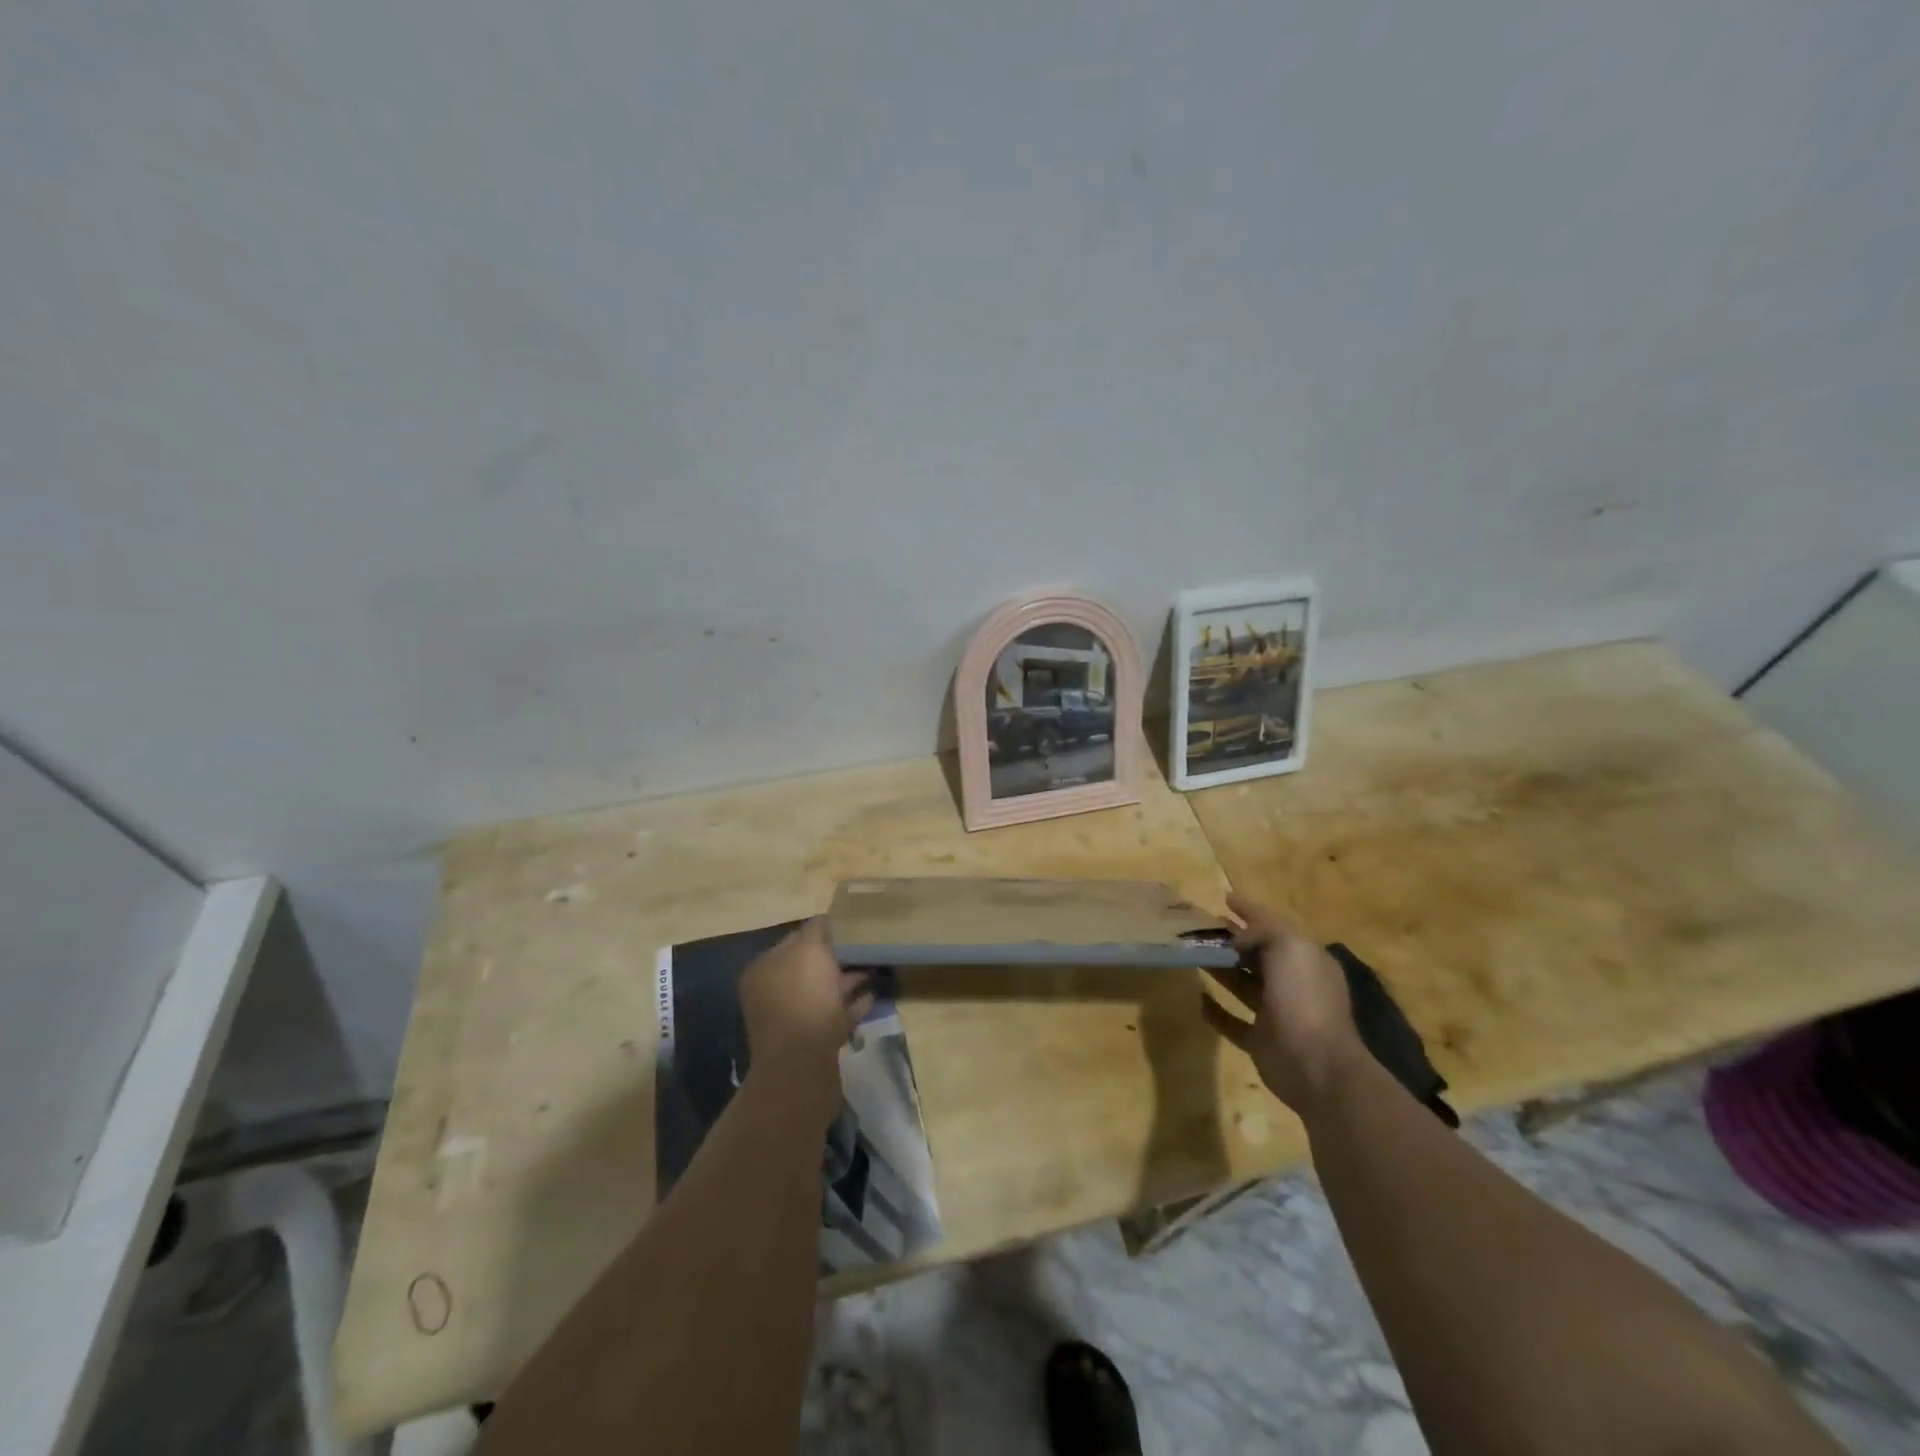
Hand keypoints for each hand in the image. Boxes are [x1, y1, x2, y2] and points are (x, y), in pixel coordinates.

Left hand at [739, 920, 873, 1107]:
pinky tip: (872, 997)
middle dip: (836, 957)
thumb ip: (817, 930)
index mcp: (765, 969)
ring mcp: (792, 1020)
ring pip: (823, 992)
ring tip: (875, 969)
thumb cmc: (803, 1000)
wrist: (803, 1067)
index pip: (795, 939)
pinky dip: (851, 1006)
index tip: (851, 926)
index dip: (822, 931)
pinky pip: (834, 1016)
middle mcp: (773, 993)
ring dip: (847, 981)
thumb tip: (825, 920)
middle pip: (809, 967)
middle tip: (866, 947)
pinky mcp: (812, 1043)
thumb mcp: (810, 951)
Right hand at [1200, 894, 1366, 1114]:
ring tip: (1193, 953)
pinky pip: (1233, 1021)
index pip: (1274, 925)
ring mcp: (1277, 1013)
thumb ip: (1263, 933)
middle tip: (1200, 926)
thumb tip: (1237, 937)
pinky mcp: (1261, 1040)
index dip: (1250, 910)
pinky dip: (1216, 1011)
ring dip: (1220, 969)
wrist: (1317, 1065)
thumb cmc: (1304, 999)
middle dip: (1232, 939)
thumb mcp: (1289, 949)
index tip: (1224, 898)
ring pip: (1243, 983)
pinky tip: (1198, 998)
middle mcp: (1293, 982)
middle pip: (1257, 954)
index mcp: (1305, 958)